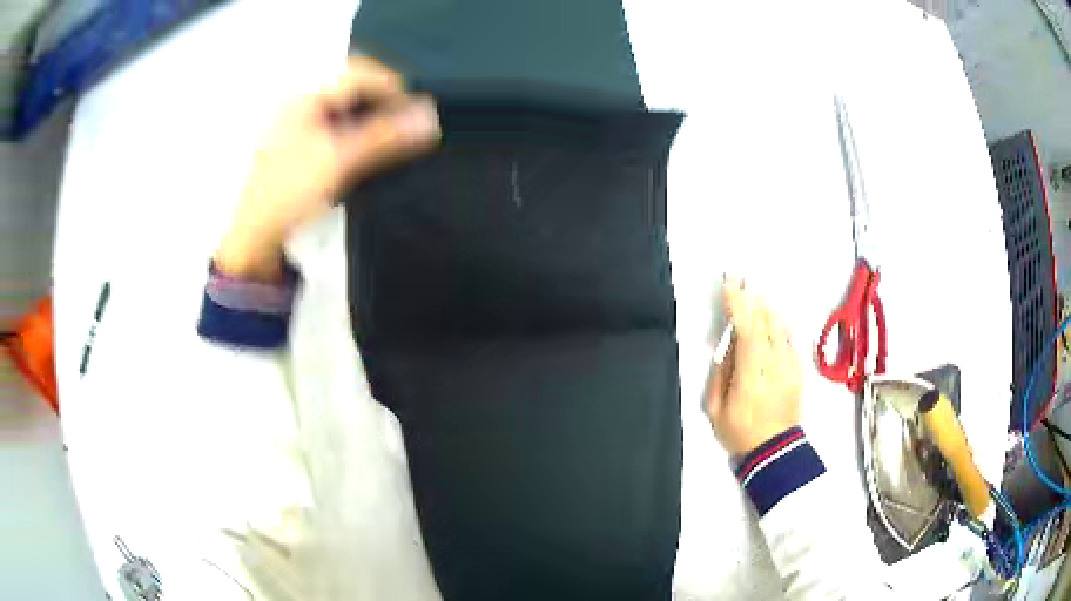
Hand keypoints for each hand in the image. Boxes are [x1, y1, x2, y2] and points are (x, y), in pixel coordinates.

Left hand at [216, 57, 440, 279]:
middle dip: (382, 101)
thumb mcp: (339, 160)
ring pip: (345, 104)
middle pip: (352, 85)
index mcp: (305, 96)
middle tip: (403, 125)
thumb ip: (385, 135)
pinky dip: (355, 130)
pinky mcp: (298, 141)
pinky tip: (361, 149)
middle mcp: (300, 101)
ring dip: (371, 116)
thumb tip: (428, 116)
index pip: (360, 73)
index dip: (393, 87)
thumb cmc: (288, 193)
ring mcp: (297, 121)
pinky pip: (334, 122)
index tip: (414, 113)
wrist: (254, 235)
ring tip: (387, 138)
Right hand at [706, 278, 802, 455]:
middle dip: (752, 298)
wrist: (775, 450)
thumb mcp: (716, 409)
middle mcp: (774, 365)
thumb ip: (721, 373)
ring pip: (780, 327)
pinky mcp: (798, 370)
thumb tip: (727, 343)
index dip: (738, 305)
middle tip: (740, 279)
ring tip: (754, 293)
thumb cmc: (740, 432)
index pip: (747, 331)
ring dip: (766, 307)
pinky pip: (789, 339)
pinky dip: (778, 323)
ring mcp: (790, 366)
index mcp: (751, 376)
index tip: (729, 285)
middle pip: (766, 322)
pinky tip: (771, 317)